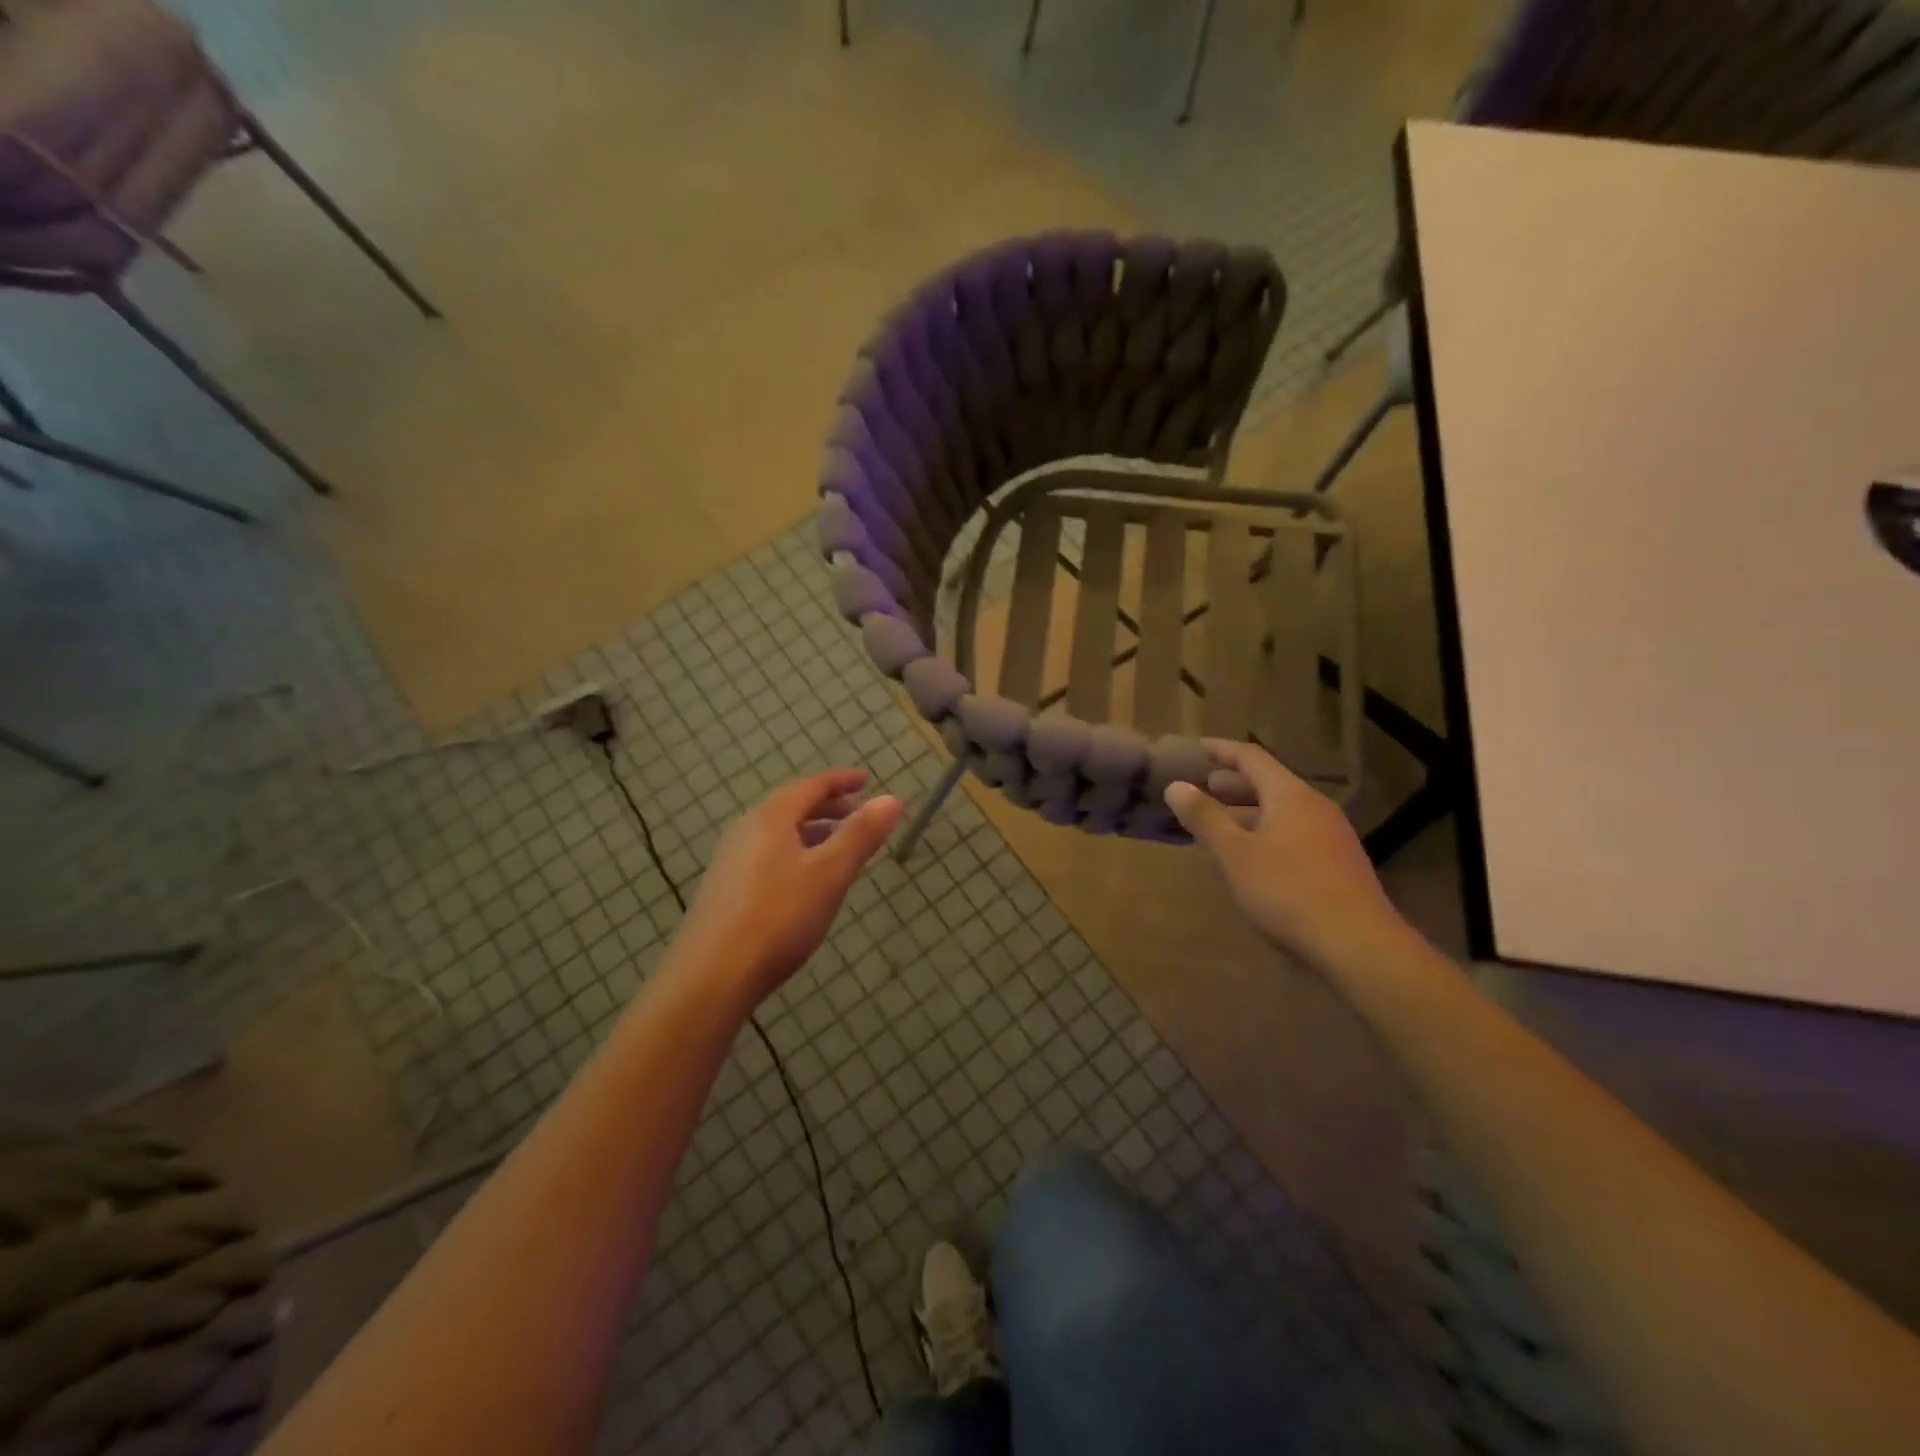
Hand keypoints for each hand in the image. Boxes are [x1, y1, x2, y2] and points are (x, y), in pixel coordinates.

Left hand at [677, 768, 903, 1005]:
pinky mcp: (725, 890)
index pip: (812, 785)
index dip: (843, 781)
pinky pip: (768, 856)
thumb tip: (892, 798)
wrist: (711, 977)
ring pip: (779, 833)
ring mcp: (731, 861)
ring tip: (839, 847)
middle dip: (829, 806)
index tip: (868, 780)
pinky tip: (806, 882)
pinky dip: (796, 854)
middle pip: (793, 806)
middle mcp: (746, 830)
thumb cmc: (778, 917)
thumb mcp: (830, 873)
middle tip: (859, 813)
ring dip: (812, 832)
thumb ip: (861, 834)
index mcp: (771, 817)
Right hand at [1164, 740, 1400, 969]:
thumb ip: (1205, 818)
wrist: (1358, 946)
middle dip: (1233, 783)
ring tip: (1218, 822)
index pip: (1252, 758)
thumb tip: (1176, 786)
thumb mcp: (1236, 854)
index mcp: (1290, 796)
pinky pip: (1292, 834)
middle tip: (1202, 786)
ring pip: (1281, 812)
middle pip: (1269, 784)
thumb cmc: (1288, 891)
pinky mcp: (1336, 865)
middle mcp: (1314, 808)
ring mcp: (1330, 837)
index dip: (1223, 751)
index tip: (1198, 747)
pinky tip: (1250, 856)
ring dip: (1247, 812)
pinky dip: (1264, 833)